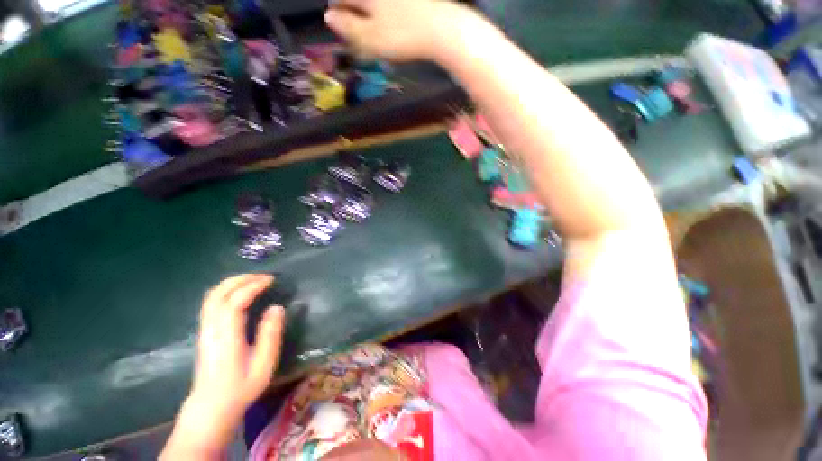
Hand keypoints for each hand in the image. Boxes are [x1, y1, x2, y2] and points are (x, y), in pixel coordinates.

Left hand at [161, 274, 284, 458]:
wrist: (211, 406)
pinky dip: (226, 291)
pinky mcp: (204, 332)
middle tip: (263, 276)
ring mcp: (205, 330)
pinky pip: (211, 303)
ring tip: (253, 280)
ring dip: (232, 283)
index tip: (271, 280)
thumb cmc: (241, 387)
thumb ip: (270, 334)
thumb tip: (277, 307)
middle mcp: (212, 329)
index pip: (235, 302)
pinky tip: (239, 293)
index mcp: (227, 337)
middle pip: (218, 294)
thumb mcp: (263, 364)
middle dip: (241, 279)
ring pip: (211, 297)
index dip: (253, 286)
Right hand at [325, 0, 473, 61]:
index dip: (336, 11)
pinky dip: (385, 15)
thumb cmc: (402, 35)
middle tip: (355, 32)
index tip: (337, 25)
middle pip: (359, 1)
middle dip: (352, 13)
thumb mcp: (371, 37)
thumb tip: (328, 17)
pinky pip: (391, 8)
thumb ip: (349, 27)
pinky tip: (389, 27)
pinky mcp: (412, 3)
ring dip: (368, 15)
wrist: (441, 30)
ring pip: (375, 5)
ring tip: (372, 32)